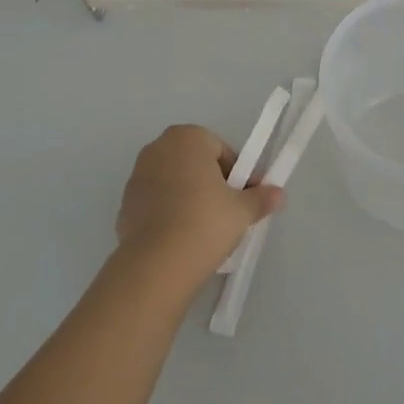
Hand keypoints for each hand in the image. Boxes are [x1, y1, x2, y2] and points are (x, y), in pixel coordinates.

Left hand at [116, 125, 283, 292]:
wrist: (157, 264)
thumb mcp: (242, 210)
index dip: (237, 175)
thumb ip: (261, 198)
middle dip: (211, 183)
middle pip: (195, 163)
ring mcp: (136, 176)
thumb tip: (278, 194)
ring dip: (189, 198)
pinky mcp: (124, 205)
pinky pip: (156, 204)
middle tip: (226, 213)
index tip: (244, 199)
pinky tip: (181, 239)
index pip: (221, 150)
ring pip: (174, 183)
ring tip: (204, 230)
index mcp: (187, 138)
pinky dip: (169, 214)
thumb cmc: (205, 222)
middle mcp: (157, 148)